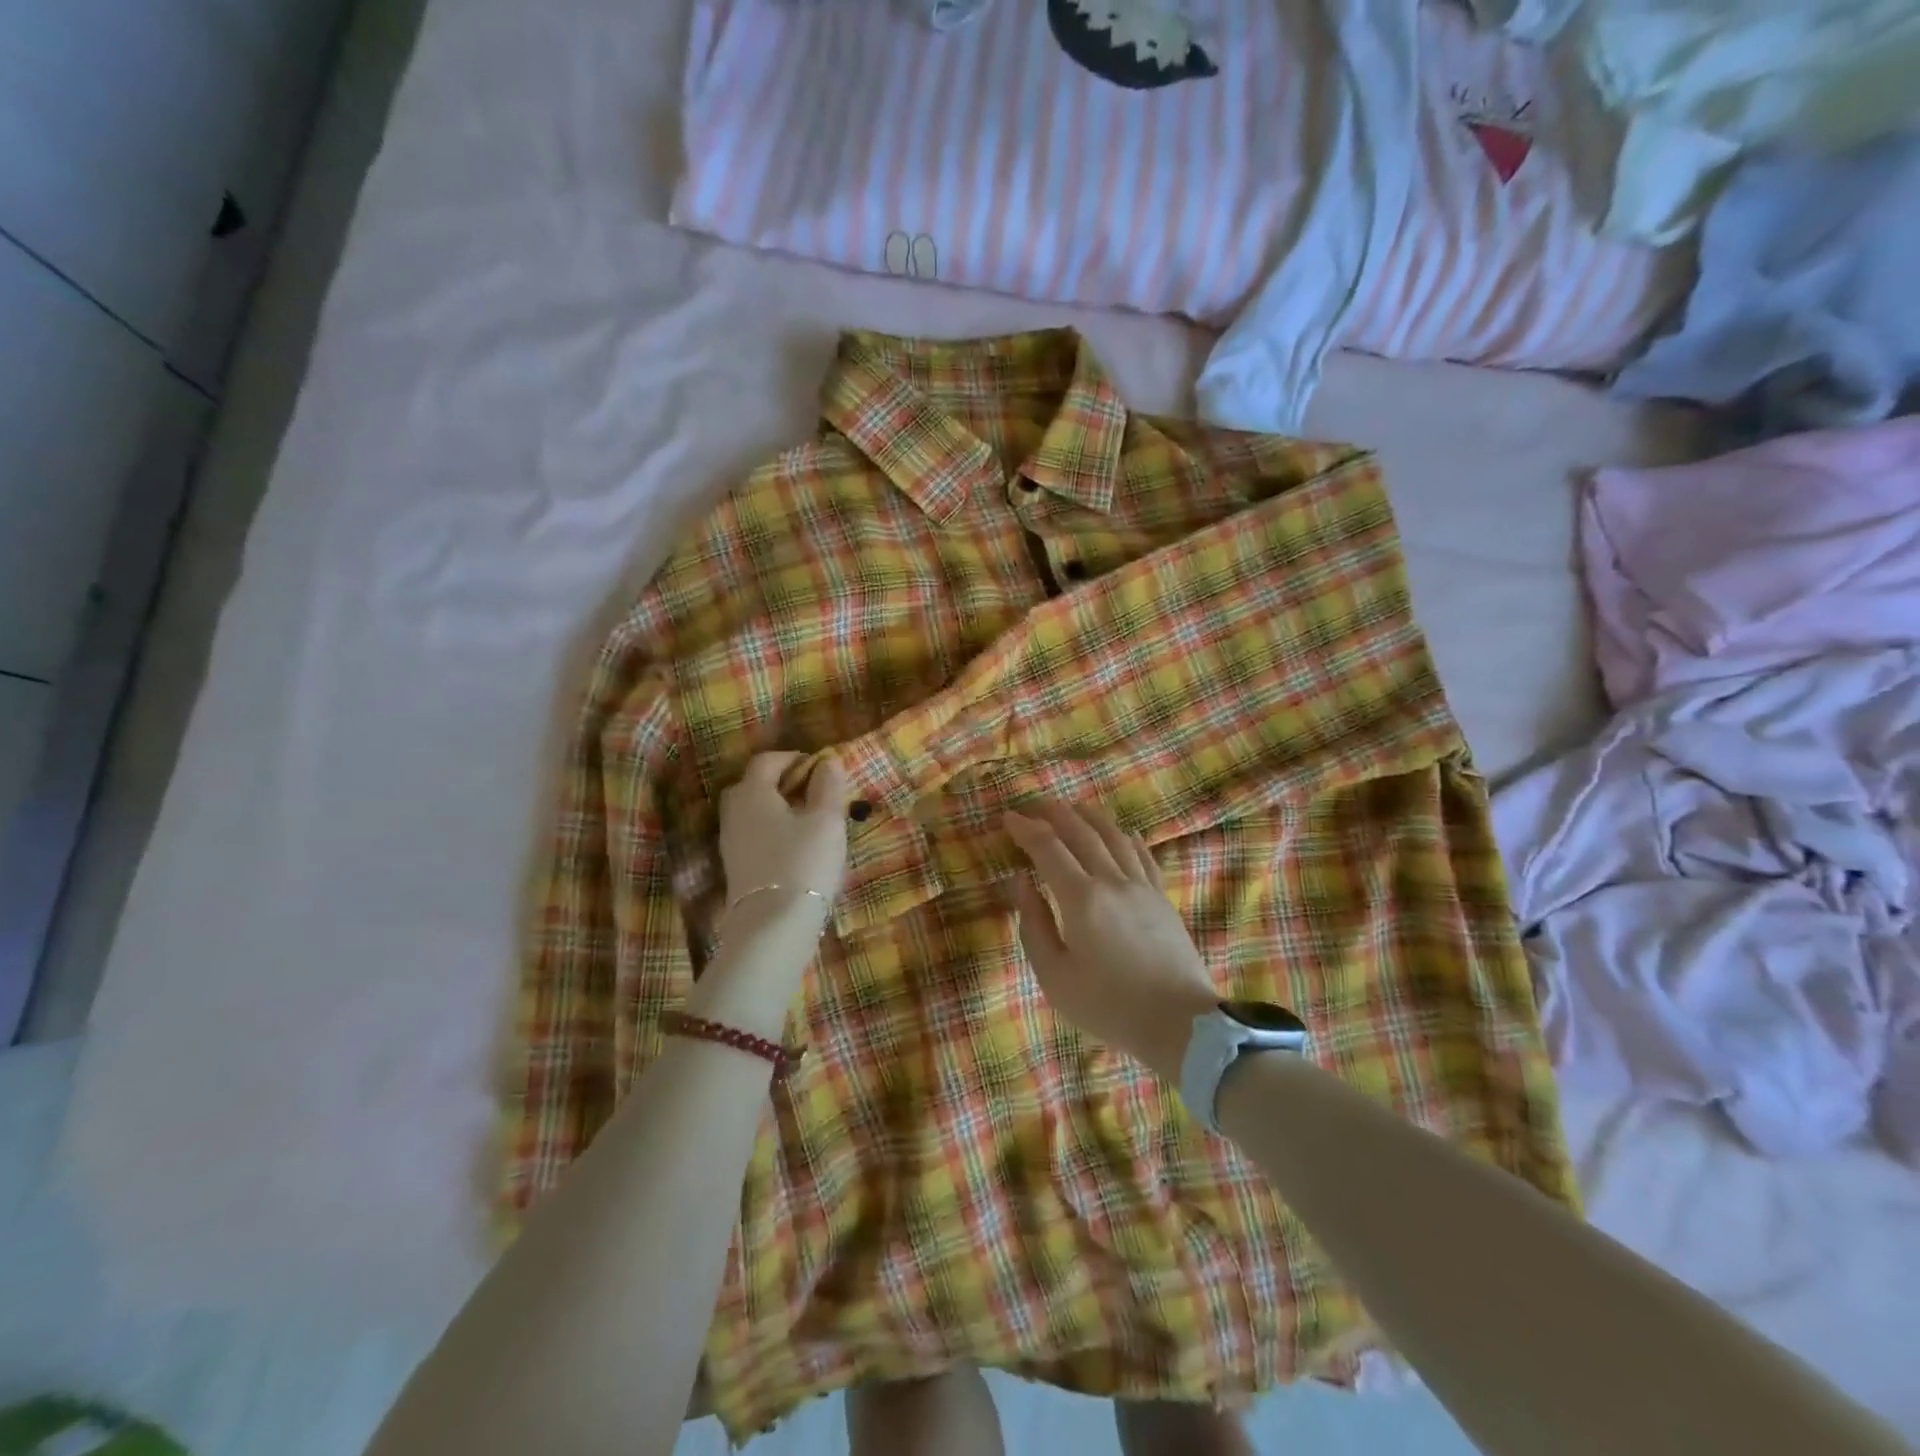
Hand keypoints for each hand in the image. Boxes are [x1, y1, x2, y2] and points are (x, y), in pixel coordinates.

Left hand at [718, 752, 848, 935]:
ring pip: (752, 812)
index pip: (766, 761)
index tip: (819, 767)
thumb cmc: (804, 862)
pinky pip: (753, 835)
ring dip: (777, 808)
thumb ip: (828, 786)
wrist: (773, 926)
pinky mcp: (736, 868)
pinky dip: (772, 831)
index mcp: (753, 793)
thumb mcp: (826, 820)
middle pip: (752, 785)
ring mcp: (730, 843)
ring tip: (809, 820)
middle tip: (812, 791)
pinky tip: (796, 847)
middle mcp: (733, 813)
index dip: (793, 758)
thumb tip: (827, 762)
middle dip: (781, 782)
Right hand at [1005, 802, 1219, 1080]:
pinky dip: (1125, 836)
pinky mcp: (1162, 896)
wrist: (1180, 1024)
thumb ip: (1034, 925)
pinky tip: (1120, 831)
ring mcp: (1142, 885)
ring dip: (1087, 816)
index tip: (1008, 818)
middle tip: (1032, 805)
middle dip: (1053, 812)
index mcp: (1082, 899)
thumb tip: (1020, 882)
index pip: (1048, 848)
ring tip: (1070, 808)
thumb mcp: (1055, 977)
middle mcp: (1112, 880)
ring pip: (1113, 834)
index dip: (1025, 829)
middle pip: (1080, 831)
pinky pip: (1142, 854)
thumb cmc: (1108, 1006)